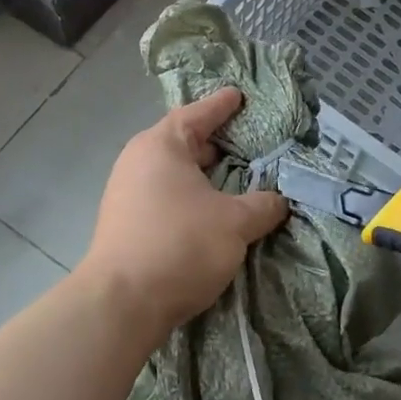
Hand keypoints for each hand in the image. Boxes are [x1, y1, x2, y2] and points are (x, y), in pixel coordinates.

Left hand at [77, 87, 288, 336]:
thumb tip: (278, 201)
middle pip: (182, 142)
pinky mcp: (124, 223)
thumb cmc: (180, 245)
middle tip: (246, 143)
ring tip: (232, 179)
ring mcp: (126, 193)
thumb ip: (262, 206)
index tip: (239, 95)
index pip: (197, 114)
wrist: (121, 303)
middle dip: (214, 142)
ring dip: (201, 175)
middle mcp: (138, 161)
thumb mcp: (234, 223)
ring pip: (172, 173)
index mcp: (161, 146)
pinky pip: (164, 196)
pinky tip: (208, 212)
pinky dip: (188, 196)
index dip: (221, 105)